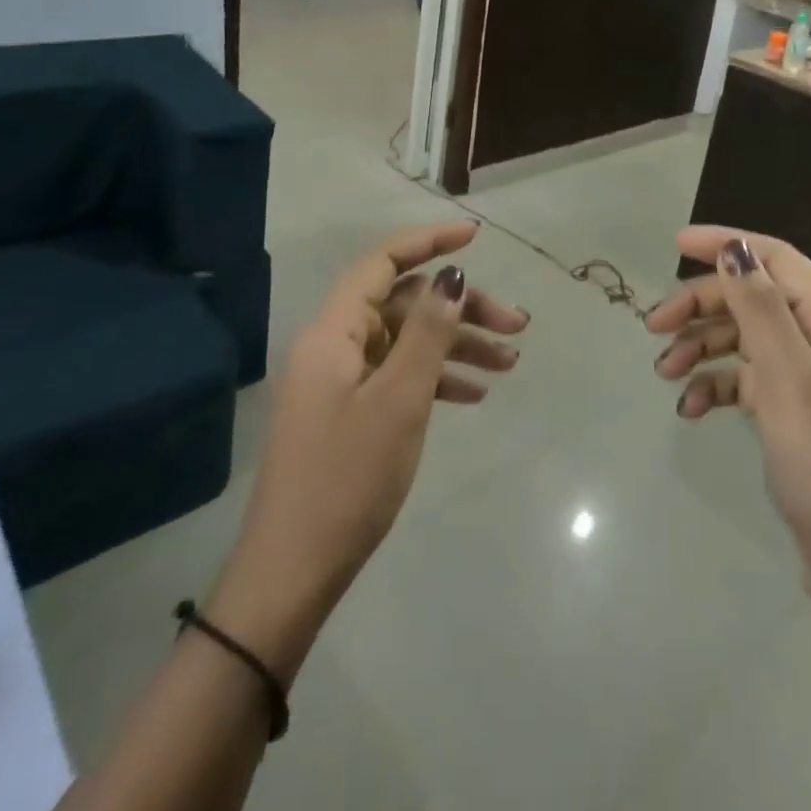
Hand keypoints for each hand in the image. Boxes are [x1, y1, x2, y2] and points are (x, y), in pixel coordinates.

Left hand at [207, 220, 526, 680]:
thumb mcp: (399, 400)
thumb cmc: (347, 478)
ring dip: (457, 346)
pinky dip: (436, 378)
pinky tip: (474, 395)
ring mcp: (340, 381)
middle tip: (517, 327)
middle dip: (461, 309)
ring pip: (407, 342)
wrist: (293, 573)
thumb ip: (428, 332)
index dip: (428, 242)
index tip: (475, 237)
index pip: (382, 263)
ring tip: (509, 364)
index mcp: (333, 332)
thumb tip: (452, 277)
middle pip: (403, 304)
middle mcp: (334, 346)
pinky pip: (399, 376)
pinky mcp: (349, 412)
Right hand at [646, 227, 810, 624]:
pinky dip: (715, 386)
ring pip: (745, 338)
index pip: (776, 259)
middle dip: (702, 305)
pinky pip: (746, 380)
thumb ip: (760, 307)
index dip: (726, 245)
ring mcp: (810, 377)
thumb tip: (734, 248)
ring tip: (664, 371)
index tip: (674, 244)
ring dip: (701, 347)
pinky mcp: (793, 411)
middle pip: (754, 298)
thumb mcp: (789, 378)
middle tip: (653, 326)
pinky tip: (690, 409)